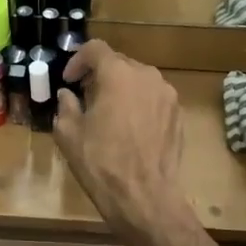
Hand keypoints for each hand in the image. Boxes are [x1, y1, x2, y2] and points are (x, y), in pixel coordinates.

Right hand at [55, 39, 186, 234]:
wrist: (145, 196)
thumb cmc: (101, 162)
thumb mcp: (69, 134)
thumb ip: (66, 106)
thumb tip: (67, 95)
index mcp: (118, 74)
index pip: (95, 49)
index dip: (78, 60)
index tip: (69, 80)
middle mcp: (147, 76)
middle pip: (120, 63)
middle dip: (100, 75)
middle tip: (86, 96)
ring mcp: (167, 95)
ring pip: (139, 80)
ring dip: (121, 88)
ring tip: (109, 113)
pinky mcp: (179, 115)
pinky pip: (154, 99)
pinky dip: (139, 104)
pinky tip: (130, 129)